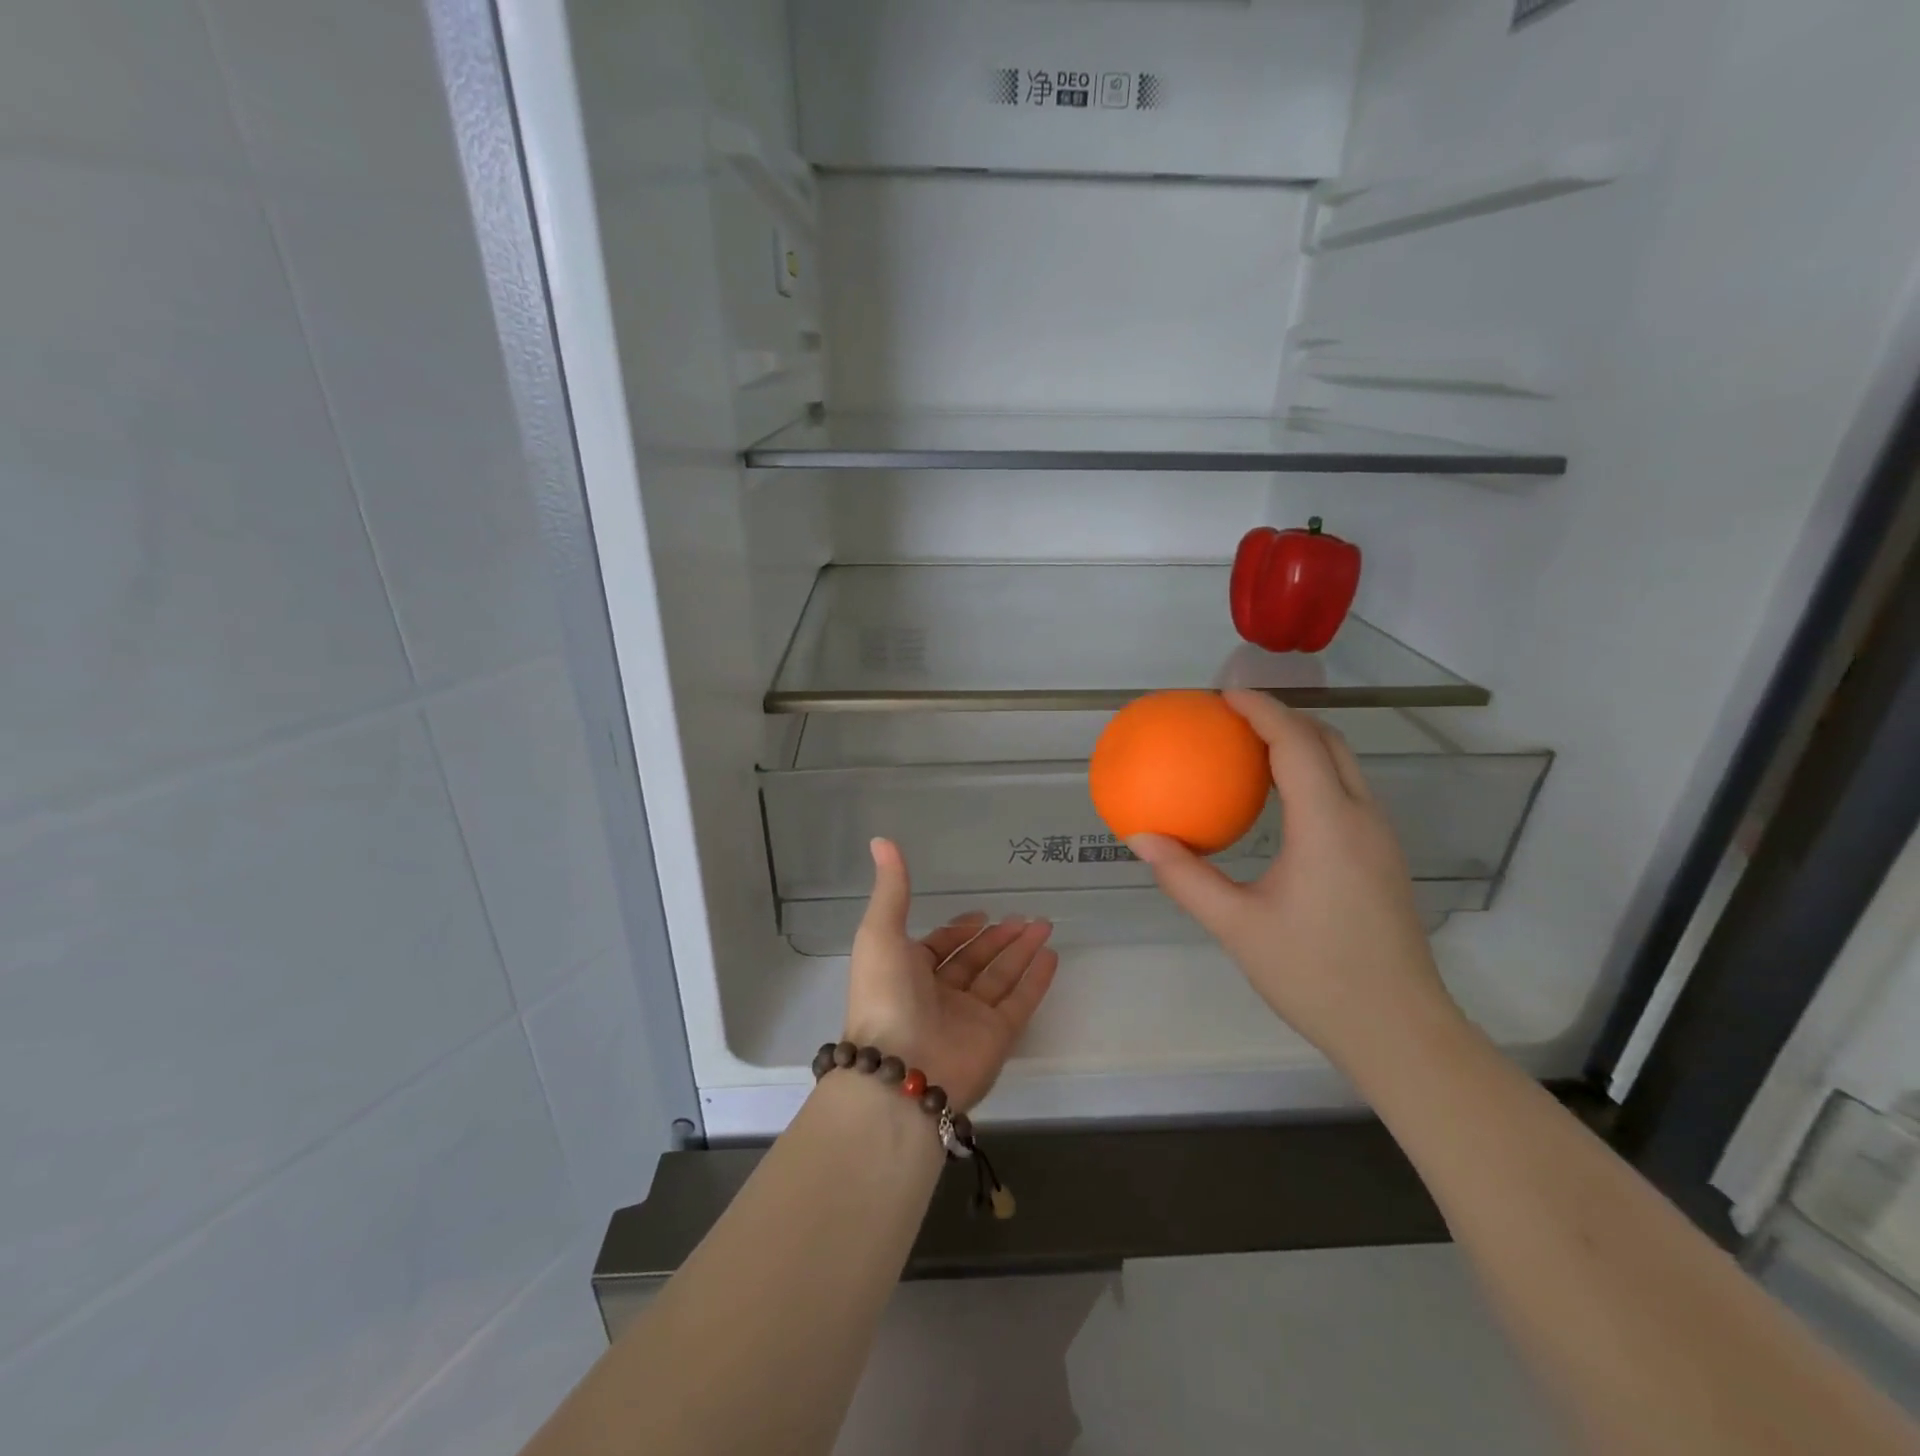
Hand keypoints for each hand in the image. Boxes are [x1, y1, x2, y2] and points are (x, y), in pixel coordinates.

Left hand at [843, 838, 1059, 1110]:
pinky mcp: (996, 1037)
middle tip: (1027, 916)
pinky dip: (1036, 980)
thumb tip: (881, 839)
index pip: (940, 947)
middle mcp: (939, 994)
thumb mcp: (880, 933)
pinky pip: (1020, 1001)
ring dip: (1022, 951)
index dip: (960, 930)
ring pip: (1000, 977)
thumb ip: (891, 889)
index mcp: (908, 972)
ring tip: (1045, 924)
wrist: (901, 1070)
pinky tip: (1051, 956)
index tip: (983, 914)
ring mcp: (969, 1017)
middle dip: (999, 937)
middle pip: (975, 960)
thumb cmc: (886, 996)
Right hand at [1127, 691, 1462, 1067]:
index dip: (1262, 710)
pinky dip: (1315, 772)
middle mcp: (1362, 819)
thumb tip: (1139, 838)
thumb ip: (1185, 878)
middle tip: (1234, 718)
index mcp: (1328, 825)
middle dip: (1284, 716)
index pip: (1296, 743)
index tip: (1224, 695)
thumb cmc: (1314, 975)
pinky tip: (1281, 802)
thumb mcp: (1237, 927)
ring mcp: (1380, 838)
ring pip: (1345, 765)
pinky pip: (1348, 792)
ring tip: (1253, 747)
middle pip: (1329, 741)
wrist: (1399, 1030)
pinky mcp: (1384, 859)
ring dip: (1303, 742)